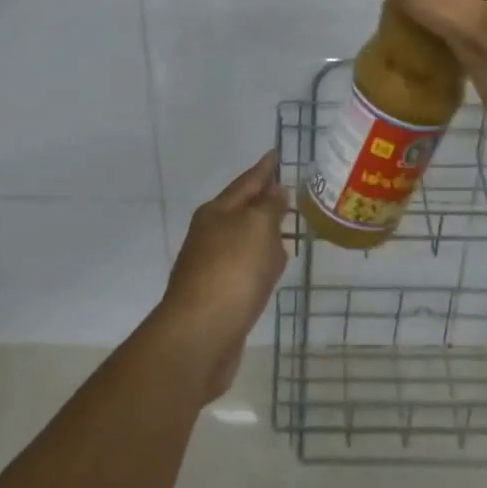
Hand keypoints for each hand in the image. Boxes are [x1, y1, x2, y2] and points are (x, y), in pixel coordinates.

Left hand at [154, 151, 288, 402]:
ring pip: (244, 241)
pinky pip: (246, 269)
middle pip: (242, 210)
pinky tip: (272, 271)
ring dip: (263, 234)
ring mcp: (211, 266)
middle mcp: (210, 234)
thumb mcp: (258, 227)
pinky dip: (260, 264)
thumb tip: (276, 192)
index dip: (264, 168)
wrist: (200, 335)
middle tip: (286, 191)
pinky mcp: (218, 296)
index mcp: (217, 211)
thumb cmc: (232, 271)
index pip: (246, 181)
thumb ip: (270, 207)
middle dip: (263, 200)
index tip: (276, 153)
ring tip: (286, 230)